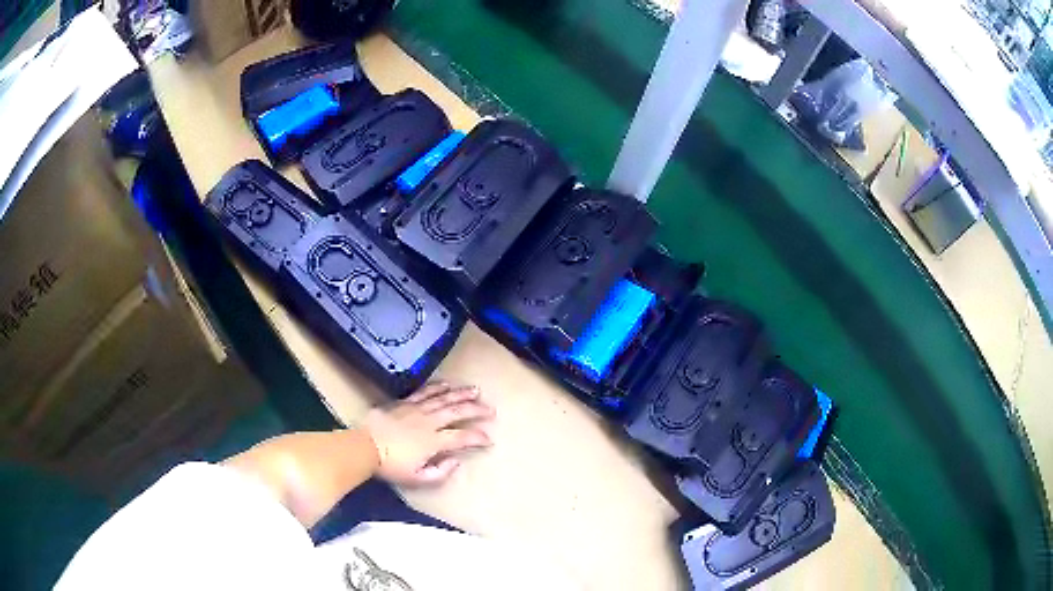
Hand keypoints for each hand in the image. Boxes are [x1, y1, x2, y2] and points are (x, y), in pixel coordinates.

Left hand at [363, 382, 494, 486]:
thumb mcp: (417, 478)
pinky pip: (425, 392)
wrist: (364, 447)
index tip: (489, 439)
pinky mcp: (404, 403)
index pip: (462, 437)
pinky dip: (438, 387)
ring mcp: (416, 409)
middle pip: (458, 412)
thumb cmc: (391, 466)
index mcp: (434, 441)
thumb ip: (440, 472)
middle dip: (477, 410)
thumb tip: (456, 461)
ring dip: (461, 394)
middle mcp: (429, 421)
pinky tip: (447, 384)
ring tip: (476, 390)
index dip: (479, 437)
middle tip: (491, 409)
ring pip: (444, 398)